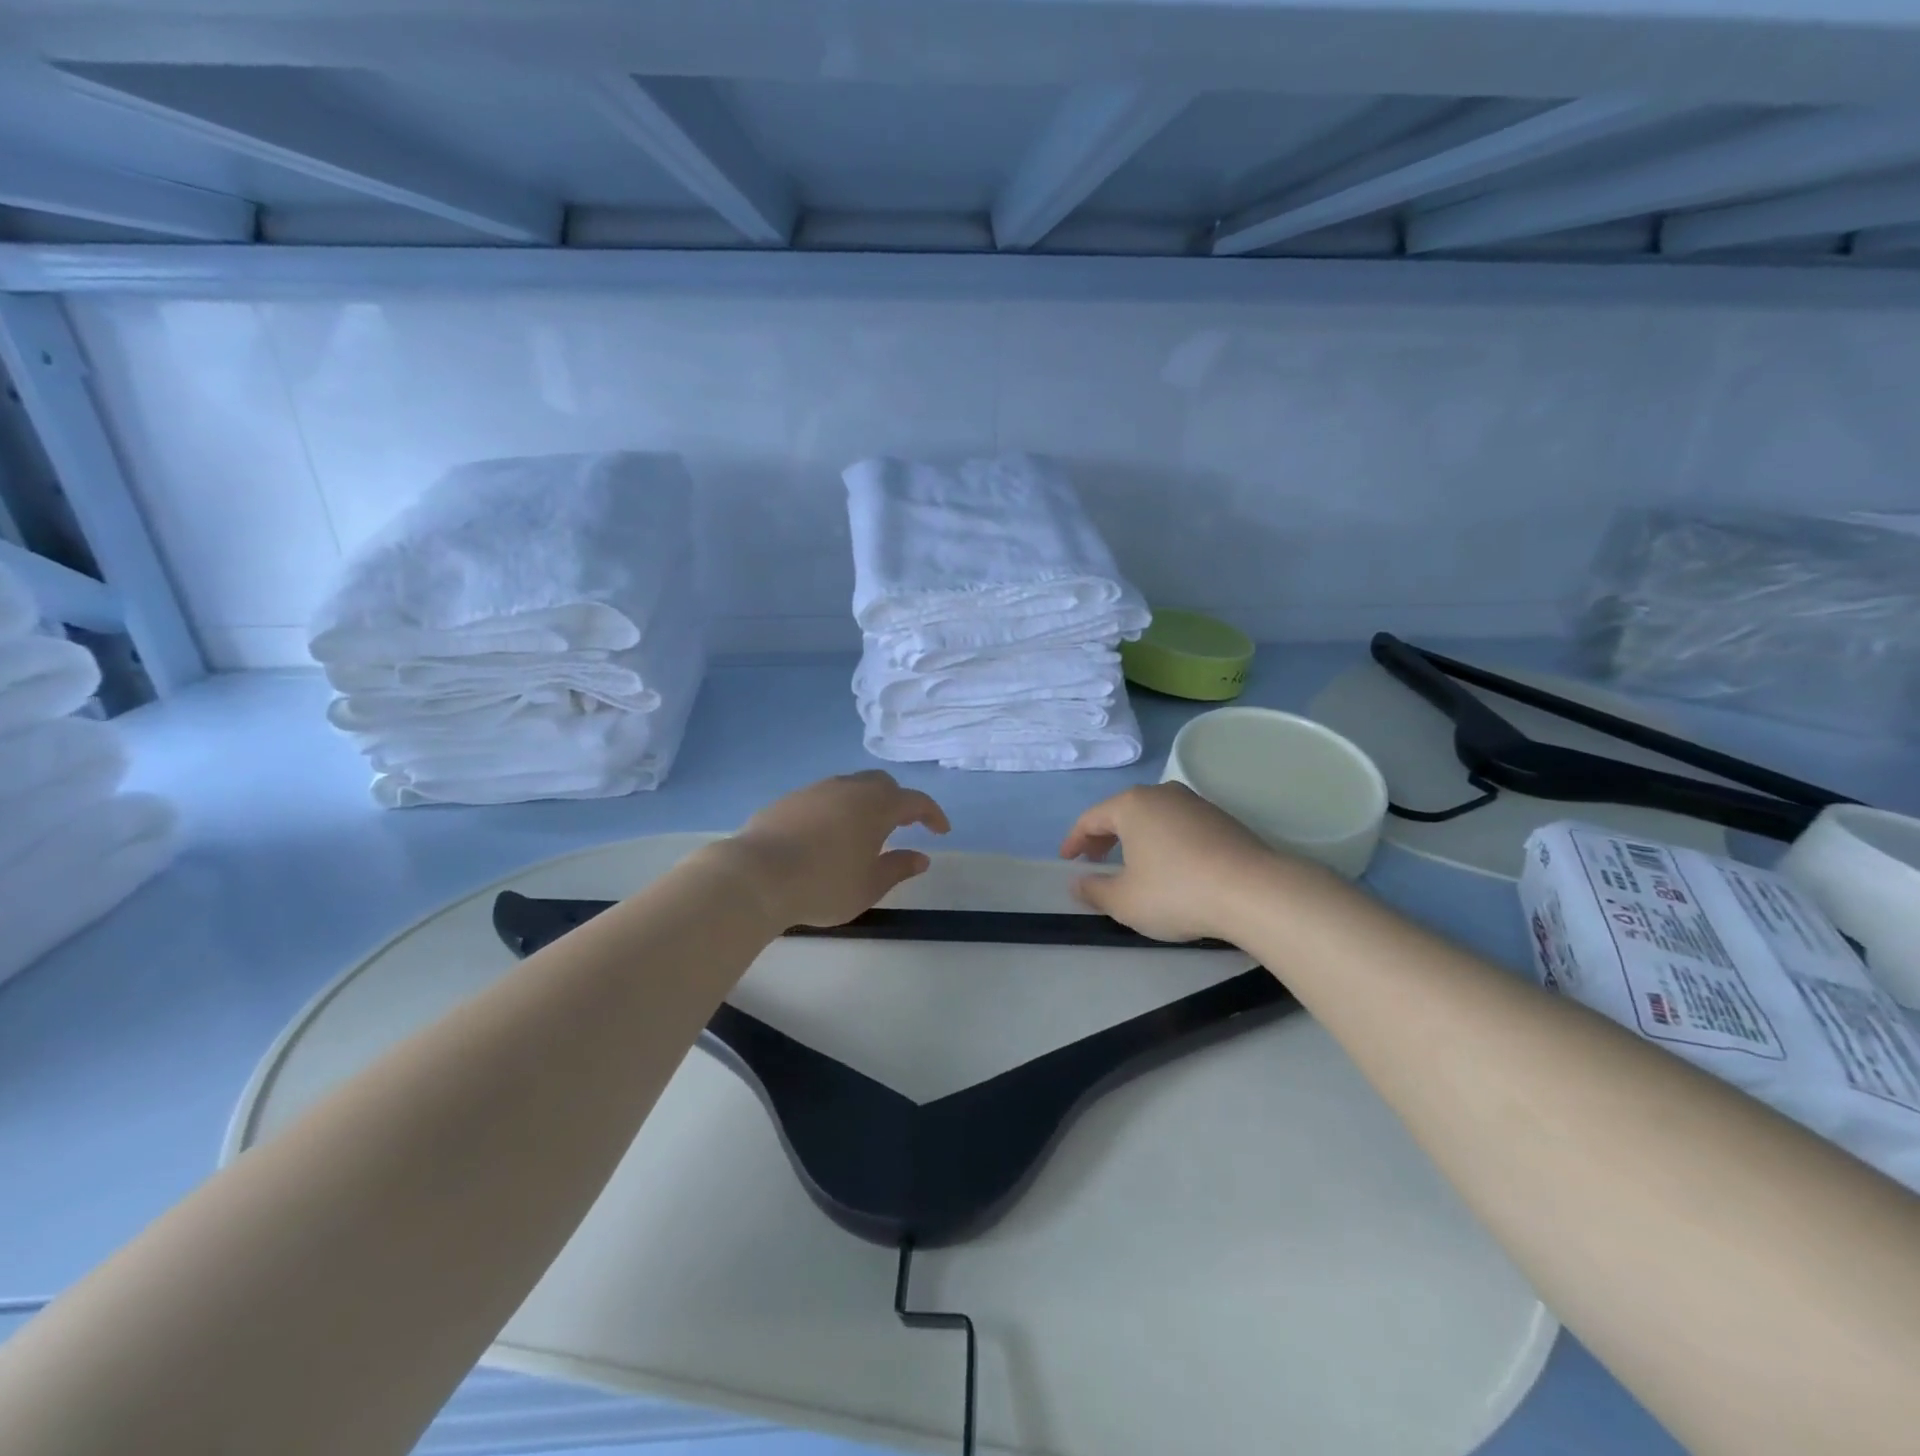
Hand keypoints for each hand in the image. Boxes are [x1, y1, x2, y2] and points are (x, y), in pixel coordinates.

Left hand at [730, 771, 950, 927]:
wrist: (756, 875)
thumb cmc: (824, 885)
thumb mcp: (869, 886)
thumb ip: (898, 868)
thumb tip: (921, 857)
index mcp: (877, 805)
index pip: (916, 801)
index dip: (932, 815)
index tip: (941, 831)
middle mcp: (848, 788)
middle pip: (882, 784)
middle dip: (898, 802)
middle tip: (902, 826)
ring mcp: (815, 790)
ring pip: (850, 787)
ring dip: (864, 804)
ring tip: (862, 833)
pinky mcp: (788, 800)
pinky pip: (822, 798)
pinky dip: (835, 811)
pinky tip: (825, 837)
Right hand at [1059, 783, 1288, 942]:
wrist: (1254, 891)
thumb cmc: (1176, 891)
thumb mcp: (1124, 900)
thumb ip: (1094, 890)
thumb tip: (1078, 883)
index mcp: (1132, 804)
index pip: (1090, 818)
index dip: (1074, 841)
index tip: (1068, 862)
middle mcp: (1162, 794)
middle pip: (1122, 812)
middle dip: (1104, 838)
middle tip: (1095, 862)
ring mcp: (1195, 803)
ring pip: (1153, 817)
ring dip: (1136, 839)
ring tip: (1133, 866)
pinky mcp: (1222, 819)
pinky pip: (1179, 826)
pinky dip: (1164, 842)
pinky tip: (1171, 868)